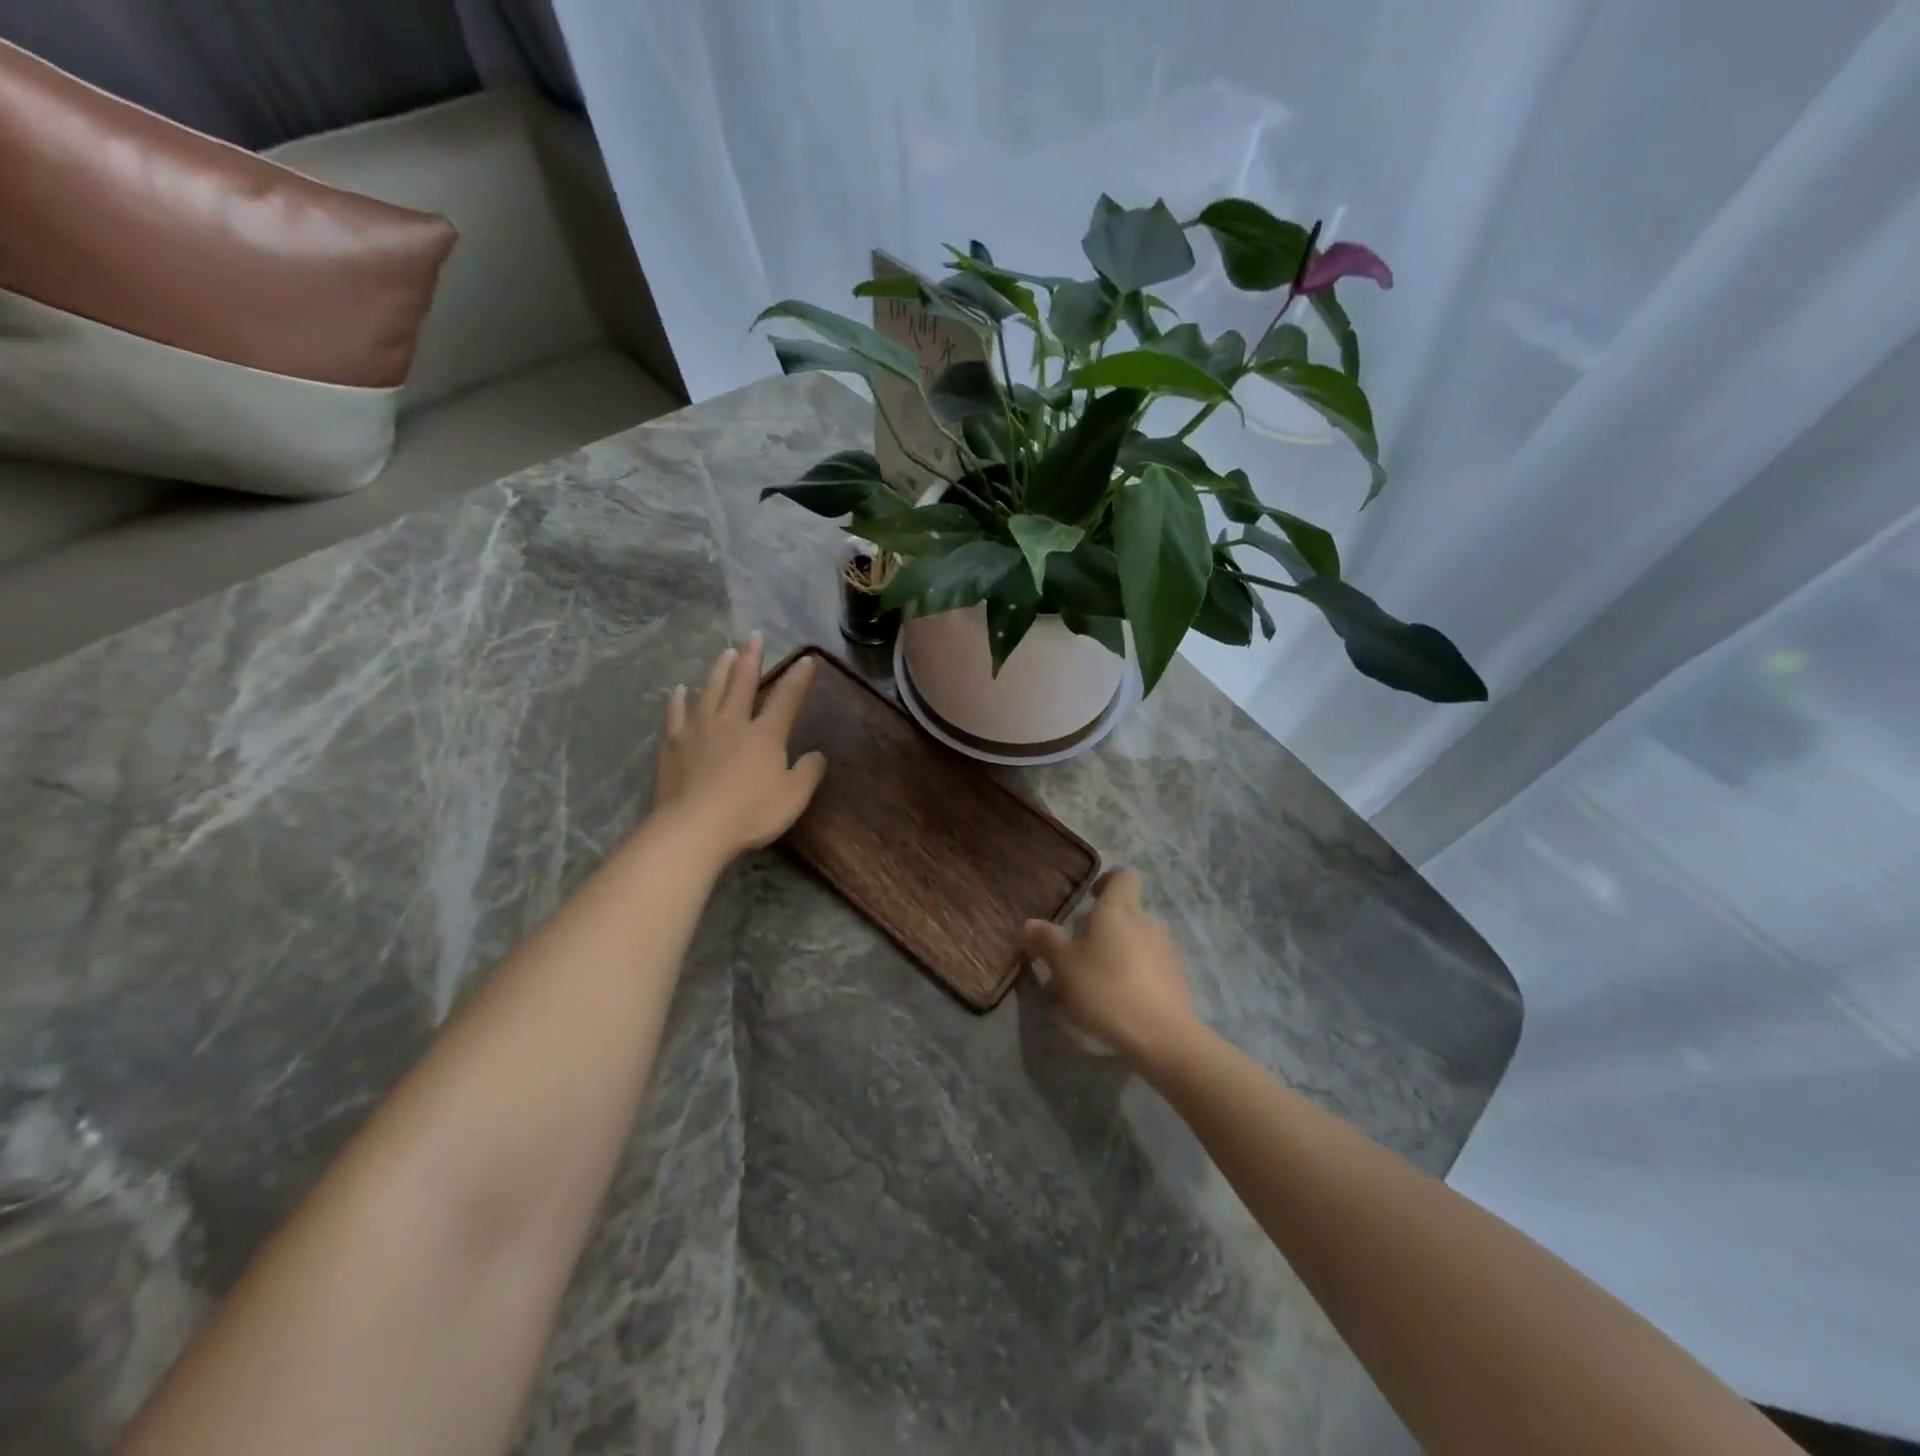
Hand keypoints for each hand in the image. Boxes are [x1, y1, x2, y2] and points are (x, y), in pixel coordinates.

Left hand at [652, 634, 825, 861]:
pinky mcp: (673, 743)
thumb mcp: (793, 797)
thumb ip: (808, 772)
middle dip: (751, 658)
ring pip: (710, 690)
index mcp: (765, 734)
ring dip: (719, 670)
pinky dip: (680, 699)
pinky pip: (677, 713)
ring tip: (725, 652)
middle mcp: (733, 722)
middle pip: (743, 682)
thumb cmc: (751, 813)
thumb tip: (817, 754)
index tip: (806, 659)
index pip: (786, 698)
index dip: (798, 678)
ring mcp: (699, 730)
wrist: (695, 828)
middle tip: (754, 636)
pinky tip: (681, 689)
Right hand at [1023, 869, 1203, 1069]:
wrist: (1163, 1036)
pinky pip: (1152, 965)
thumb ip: (1047, 941)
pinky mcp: (1178, 978)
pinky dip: (1136, 974)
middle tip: (1081, 951)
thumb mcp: (1064, 967)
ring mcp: (1167, 950)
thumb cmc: (1106, 990)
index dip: (1106, 882)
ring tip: (1099, 981)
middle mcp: (1147, 922)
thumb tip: (1030, 923)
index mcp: (1119, 909)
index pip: (1122, 876)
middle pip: (1128, 911)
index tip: (1088, 900)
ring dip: (1121, 951)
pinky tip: (1121, 1001)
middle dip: (1106, 926)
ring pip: (1139, 939)